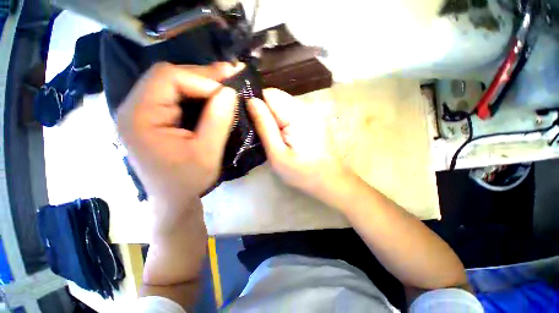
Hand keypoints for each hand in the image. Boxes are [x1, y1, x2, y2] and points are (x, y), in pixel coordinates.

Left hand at [117, 62, 239, 209]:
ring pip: (173, 83)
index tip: (229, 93)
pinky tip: (214, 96)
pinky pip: (176, 95)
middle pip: (168, 76)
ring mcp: (143, 112)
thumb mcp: (207, 154)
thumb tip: (230, 92)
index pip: (168, 78)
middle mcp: (135, 108)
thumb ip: (218, 121)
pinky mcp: (154, 117)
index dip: (202, 80)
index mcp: (139, 117)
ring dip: (202, 82)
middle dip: (203, 75)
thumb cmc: (188, 181)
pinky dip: (198, 93)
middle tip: (231, 75)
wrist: (173, 199)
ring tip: (226, 83)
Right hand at [248, 88, 353, 201]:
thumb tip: (250, 102)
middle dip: (264, 111)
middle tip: (260, 132)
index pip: (270, 94)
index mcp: (298, 115)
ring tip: (272, 136)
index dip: (256, 103)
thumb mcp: (277, 154)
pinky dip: (282, 120)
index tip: (249, 119)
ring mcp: (312, 112)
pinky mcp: (312, 119)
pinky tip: (282, 135)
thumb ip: (264, 127)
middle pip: (276, 97)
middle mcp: (307, 107)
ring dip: (273, 116)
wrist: (329, 180)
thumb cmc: (302, 172)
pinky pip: (290, 112)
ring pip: (282, 104)